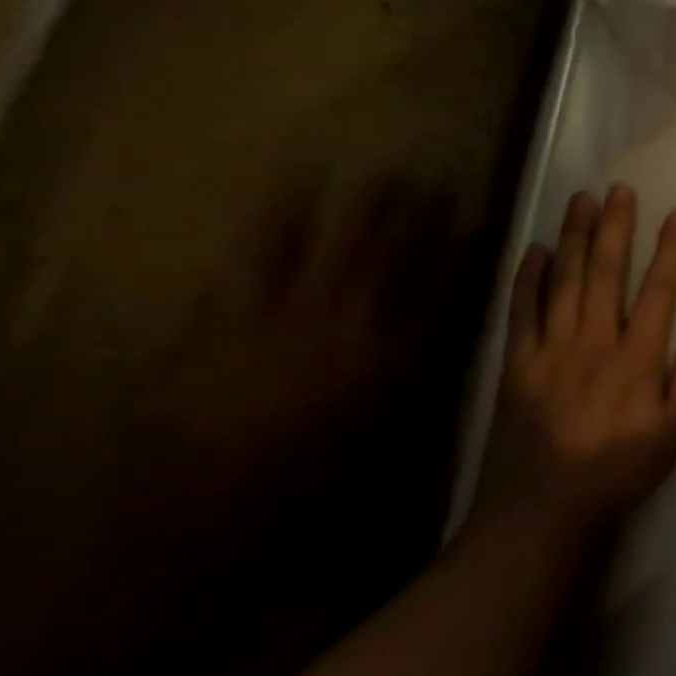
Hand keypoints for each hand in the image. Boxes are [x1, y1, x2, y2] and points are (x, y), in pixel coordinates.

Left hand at [147, 174, 459, 479]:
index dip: (463, 244)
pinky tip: (292, 186)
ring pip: (341, 240)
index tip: (476, 217)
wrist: (198, 504)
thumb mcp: (379, 421)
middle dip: (419, 209)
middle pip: (397, 248)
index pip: (443, 281)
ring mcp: (293, 310)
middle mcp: (355, 318)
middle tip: (433, 177)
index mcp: (395, 349)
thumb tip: (437, 321)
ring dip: (365, 204)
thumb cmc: (303, 469)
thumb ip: (410, 366)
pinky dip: (278, 217)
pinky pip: (261, 252)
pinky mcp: (234, 312)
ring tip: (382, 171)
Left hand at [475, 186, 675, 537]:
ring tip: (581, 200)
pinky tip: (535, 249)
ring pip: (565, 282)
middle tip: (620, 189)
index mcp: (636, 359)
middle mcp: (595, 342)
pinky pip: (522, 312)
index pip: (658, 291)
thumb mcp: (670, 437)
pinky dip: (529, 279)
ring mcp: (551, 350)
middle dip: (615, 227)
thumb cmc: (614, 474)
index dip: (670, 250)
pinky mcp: (517, 365)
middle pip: (606, 273)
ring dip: (574, 237)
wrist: (536, 516)